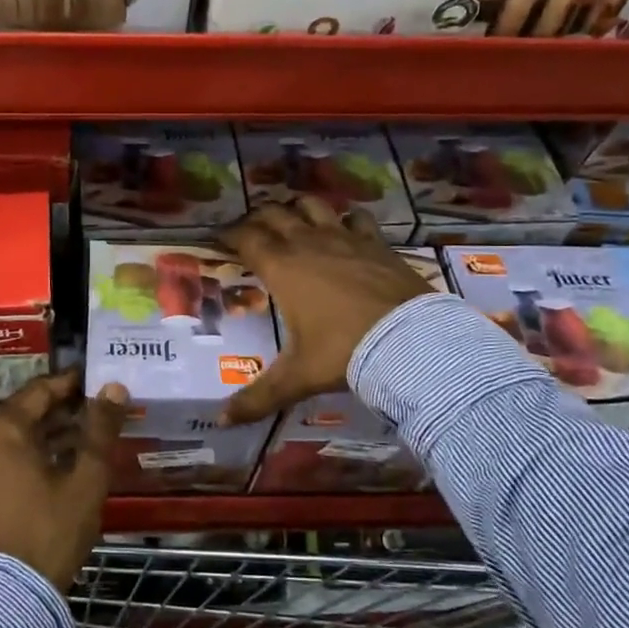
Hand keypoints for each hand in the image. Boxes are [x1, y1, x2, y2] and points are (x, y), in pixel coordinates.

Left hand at [0, 367, 127, 591]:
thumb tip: (113, 388)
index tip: (95, 379)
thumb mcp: (86, 477)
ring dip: (46, 432)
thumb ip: (100, 428)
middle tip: (95, 408)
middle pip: (24, 412)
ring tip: (84, 434)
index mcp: (1, 429)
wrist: (13, 595)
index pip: (40, 391)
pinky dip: (29, 453)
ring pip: (13, 436)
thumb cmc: (52, 528)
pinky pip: (2, 458)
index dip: (70, 383)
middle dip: (60, 408)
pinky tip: (59, 461)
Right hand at [218, 197, 435, 424]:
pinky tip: (345, 227)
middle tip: (250, 230)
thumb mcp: (298, 376)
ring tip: (292, 219)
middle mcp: (308, 244)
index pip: (246, 238)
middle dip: (257, 217)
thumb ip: (259, 397)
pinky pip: (357, 218)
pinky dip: (345, 218)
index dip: (228, 234)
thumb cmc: (344, 352)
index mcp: (282, 268)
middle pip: (274, 214)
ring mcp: (345, 238)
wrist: (410, 341)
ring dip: (297, 208)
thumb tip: (222, 421)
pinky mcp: (376, 243)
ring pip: (313, 206)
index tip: (218, 239)